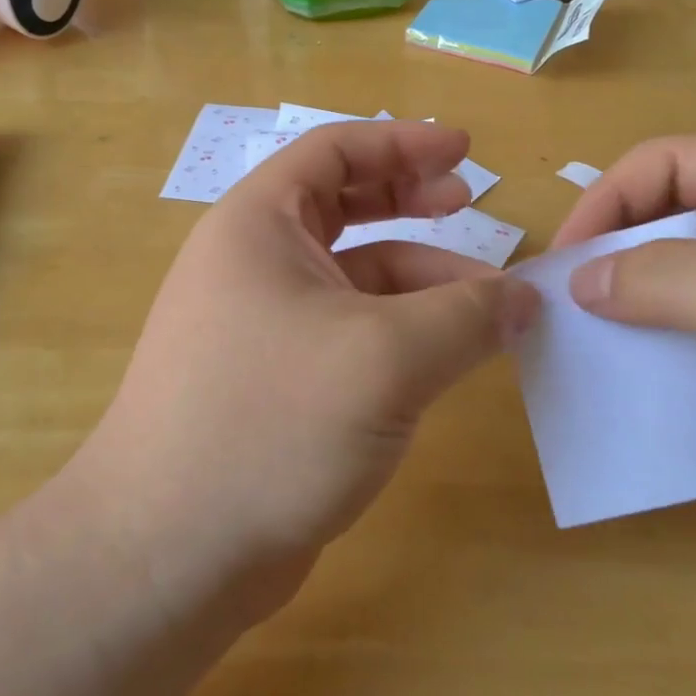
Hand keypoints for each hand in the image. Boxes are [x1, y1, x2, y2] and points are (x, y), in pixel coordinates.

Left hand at [74, 120, 539, 614]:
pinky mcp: (277, 378)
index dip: (403, 142)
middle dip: (411, 199)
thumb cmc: (271, 422)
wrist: (170, 553)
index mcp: (259, 225)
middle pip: (343, 205)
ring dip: (420, 279)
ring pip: (354, 276)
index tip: (464, 151)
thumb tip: (526, 299)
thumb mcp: (386, 359)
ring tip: (488, 304)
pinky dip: (400, 331)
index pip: (334, 153)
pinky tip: (446, 356)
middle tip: (472, 205)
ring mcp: (263, 322)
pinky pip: (349, 330)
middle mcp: (254, 262)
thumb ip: (465, 318)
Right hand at [552, 137, 695, 535]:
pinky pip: (684, 331)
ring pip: (665, 278)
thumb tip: (581, 283)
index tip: (567, 261)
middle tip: (563, 307)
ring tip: (579, 341)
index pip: (664, 164)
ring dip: (622, 305)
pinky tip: (622, 375)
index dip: (606, 201)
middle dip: (607, 256)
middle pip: (658, 219)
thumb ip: (672, 278)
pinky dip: (649, 346)